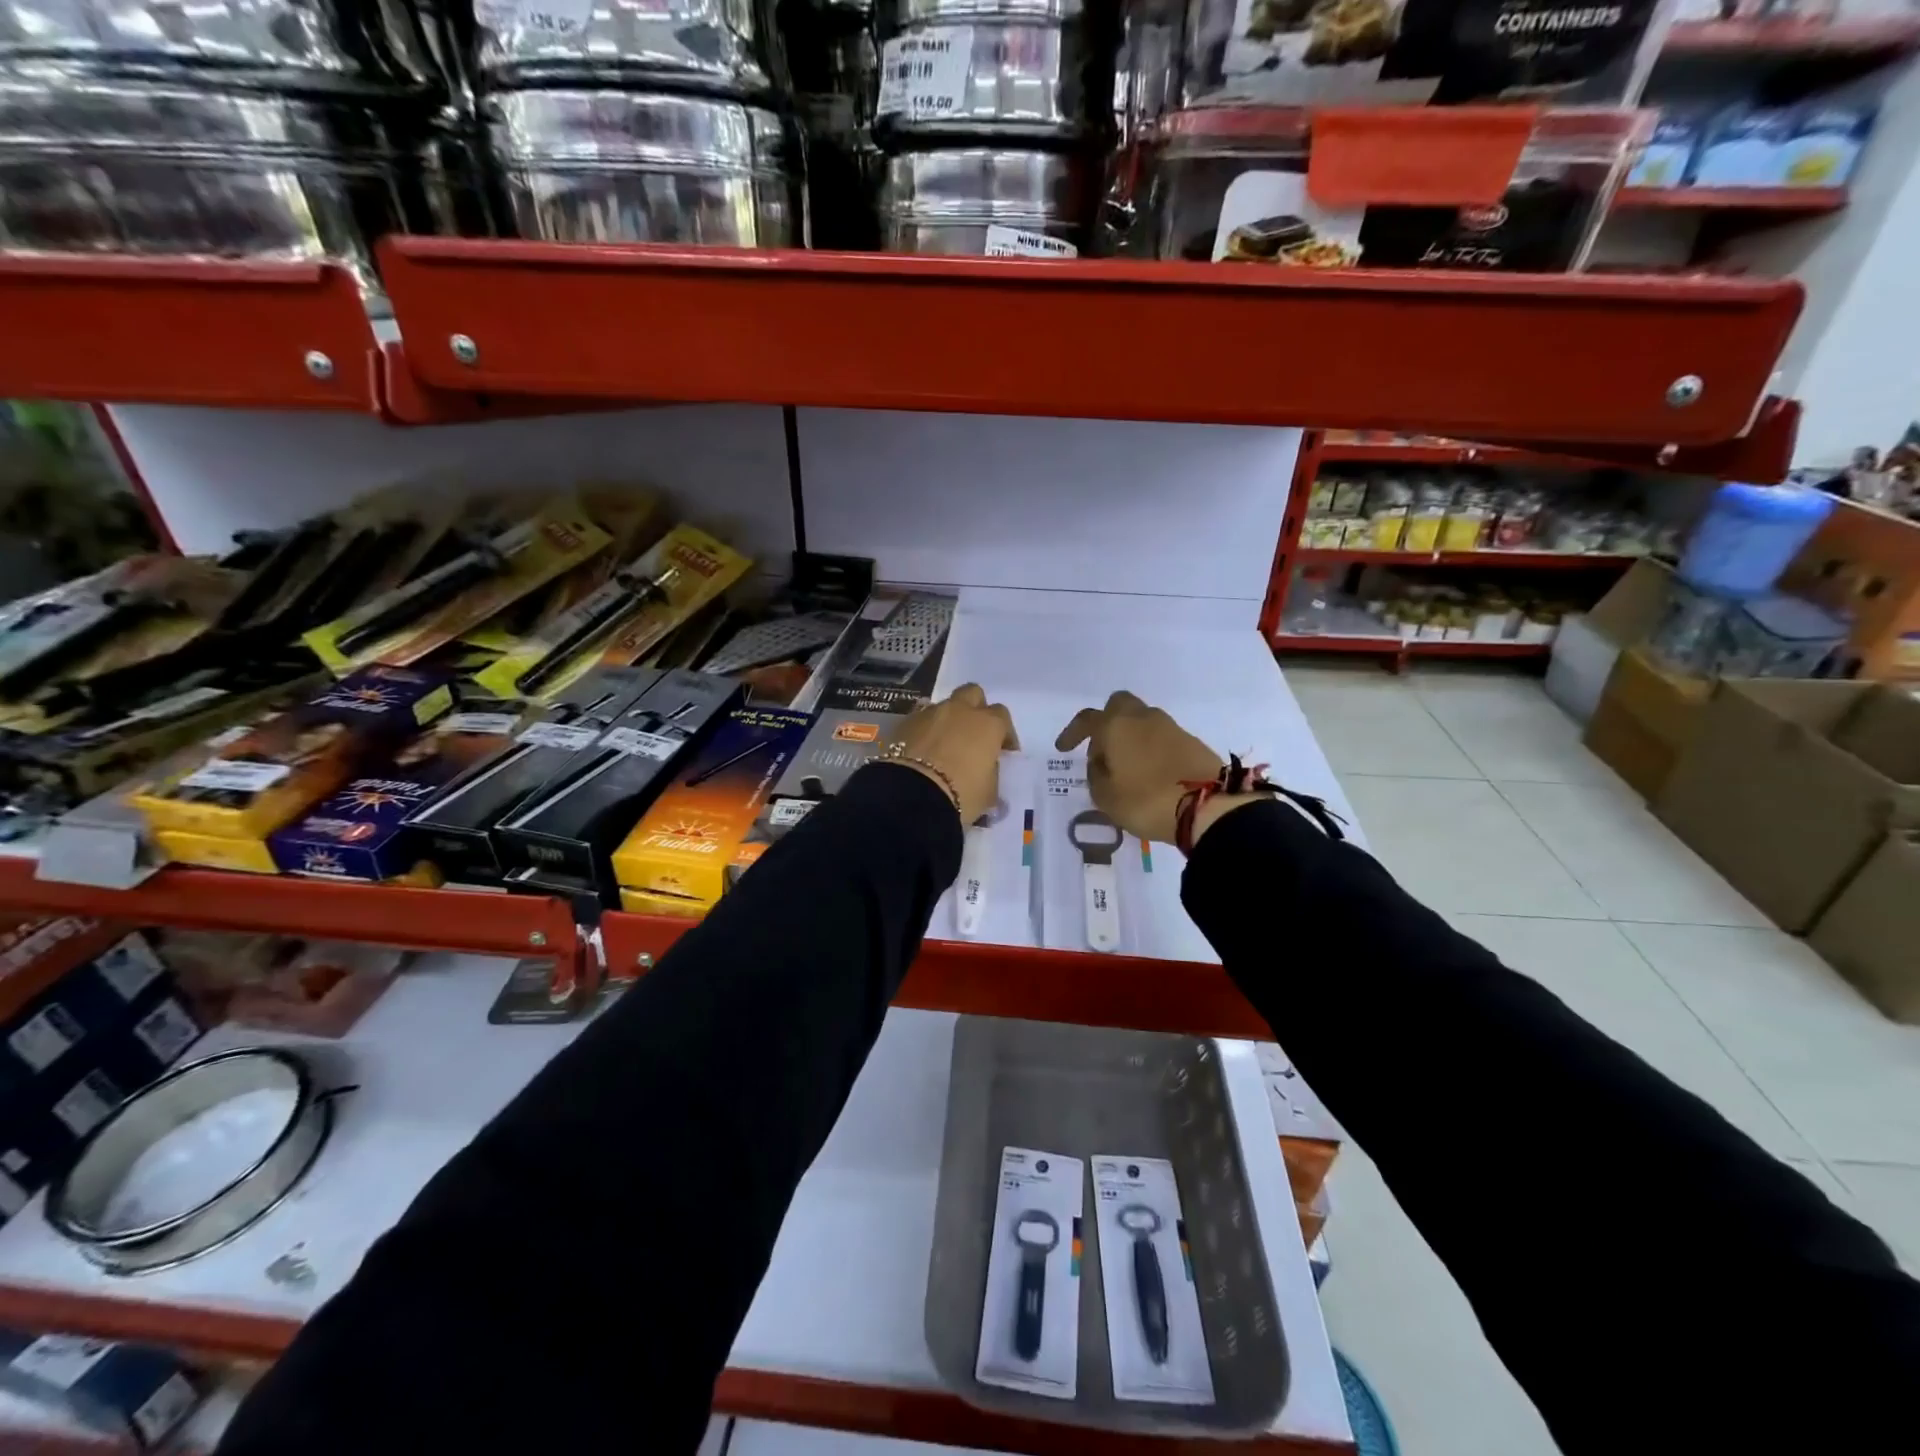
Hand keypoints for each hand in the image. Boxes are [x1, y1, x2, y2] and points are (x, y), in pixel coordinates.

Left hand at [886, 683, 1018, 824]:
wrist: (912, 795)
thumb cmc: (961, 794)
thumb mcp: (989, 791)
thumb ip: (991, 772)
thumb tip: (986, 768)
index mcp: (987, 724)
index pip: (1002, 716)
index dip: (1004, 733)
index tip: (1003, 750)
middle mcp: (960, 710)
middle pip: (972, 694)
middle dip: (975, 709)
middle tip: (974, 733)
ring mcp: (930, 713)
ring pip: (943, 706)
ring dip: (948, 720)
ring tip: (945, 744)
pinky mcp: (904, 723)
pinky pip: (920, 720)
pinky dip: (925, 731)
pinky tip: (923, 750)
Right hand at [1055, 691, 1224, 843]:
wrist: (1207, 807)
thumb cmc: (1145, 801)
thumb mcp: (1106, 797)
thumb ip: (1096, 775)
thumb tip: (1101, 763)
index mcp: (1115, 726)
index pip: (1086, 719)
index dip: (1072, 733)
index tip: (1063, 749)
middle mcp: (1142, 718)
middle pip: (1119, 705)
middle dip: (1106, 721)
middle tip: (1101, 748)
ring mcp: (1170, 727)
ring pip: (1142, 720)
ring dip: (1130, 736)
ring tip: (1125, 766)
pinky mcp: (1191, 742)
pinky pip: (1161, 737)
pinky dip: (1150, 747)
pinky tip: (1149, 771)